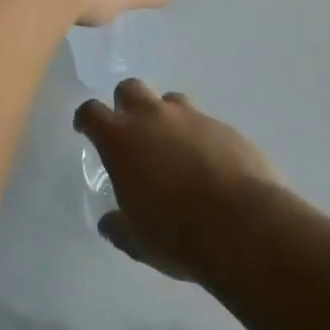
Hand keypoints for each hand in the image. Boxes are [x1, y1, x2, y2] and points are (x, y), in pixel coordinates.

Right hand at [75, 79, 280, 281]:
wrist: (243, 225)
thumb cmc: (176, 233)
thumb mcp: (137, 240)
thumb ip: (119, 225)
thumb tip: (109, 222)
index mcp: (121, 138)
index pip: (92, 112)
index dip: (86, 119)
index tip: (86, 129)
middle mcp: (153, 116)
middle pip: (130, 88)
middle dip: (126, 104)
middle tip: (131, 132)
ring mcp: (192, 117)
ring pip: (170, 100)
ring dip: (166, 117)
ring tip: (173, 148)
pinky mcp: (224, 127)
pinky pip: (204, 122)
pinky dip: (199, 137)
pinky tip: (209, 165)